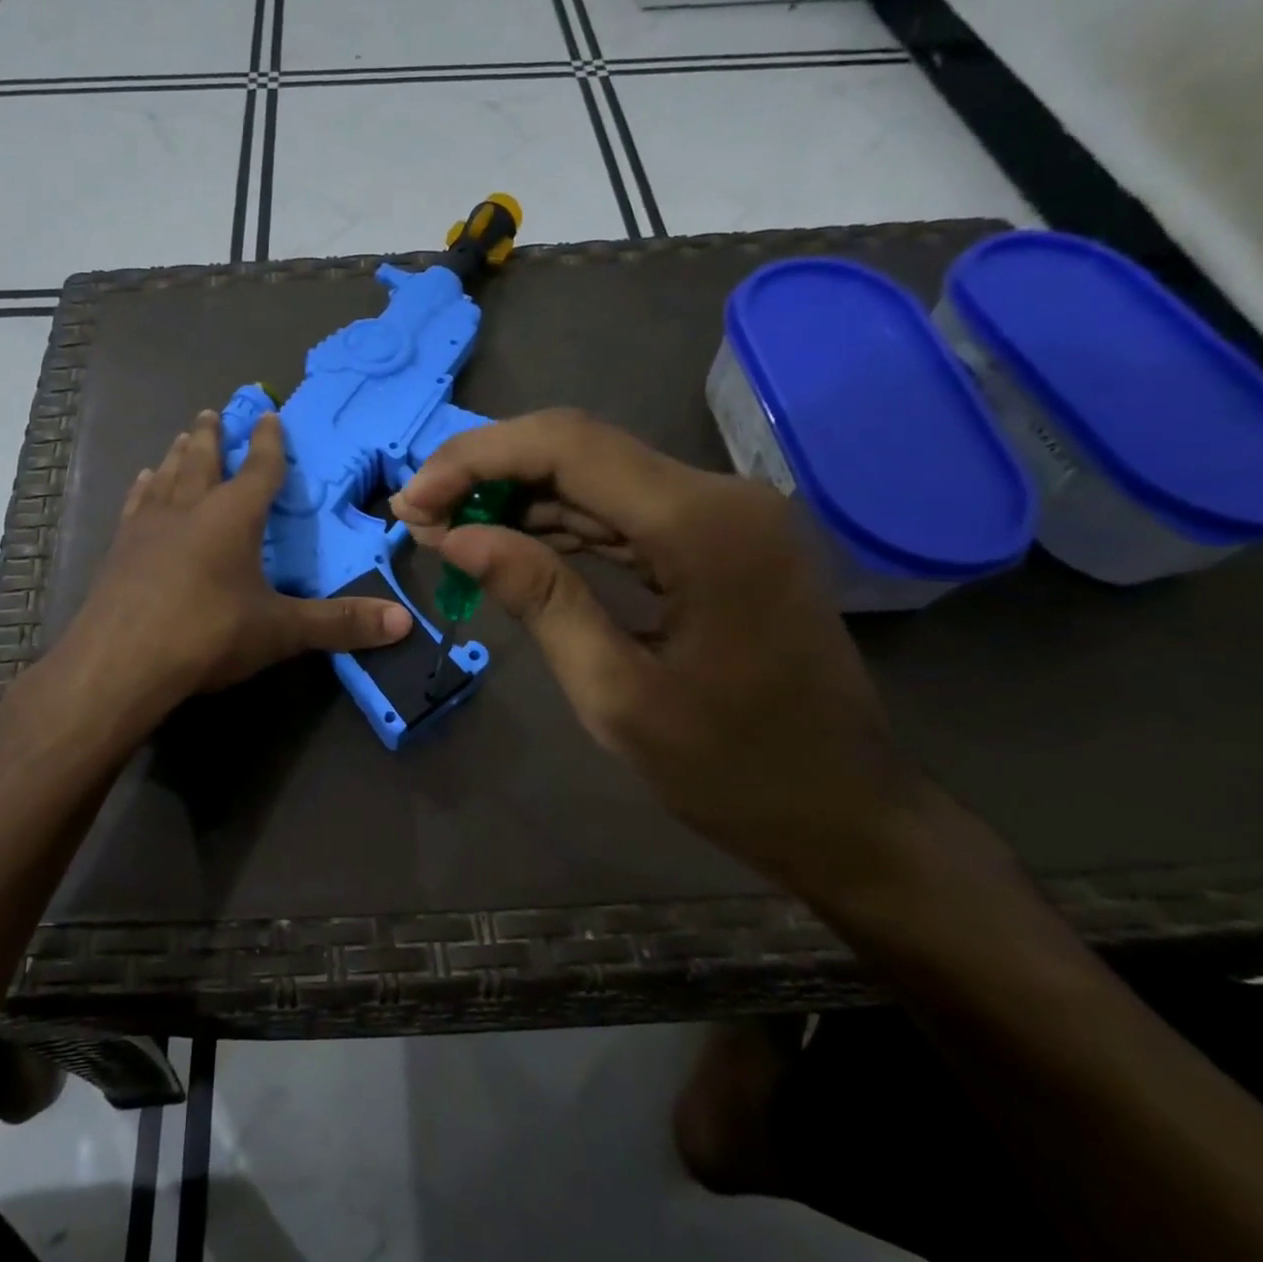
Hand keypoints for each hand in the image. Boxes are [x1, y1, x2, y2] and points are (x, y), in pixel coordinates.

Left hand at [62, 410, 411, 707]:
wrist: (119, 662)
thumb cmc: (206, 635)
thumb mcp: (279, 631)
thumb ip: (339, 624)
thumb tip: (403, 623)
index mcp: (233, 517)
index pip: (259, 469)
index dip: (268, 443)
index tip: (268, 415)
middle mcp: (189, 508)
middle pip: (204, 460)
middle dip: (213, 436)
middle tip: (213, 411)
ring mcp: (148, 526)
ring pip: (167, 475)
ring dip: (179, 454)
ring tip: (183, 437)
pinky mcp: (118, 549)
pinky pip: (136, 504)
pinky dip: (144, 487)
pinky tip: (143, 481)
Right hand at [392, 409, 927, 901]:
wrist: (850, 814)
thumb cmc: (736, 771)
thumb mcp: (616, 694)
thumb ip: (538, 599)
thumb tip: (457, 535)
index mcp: (703, 526)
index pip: (567, 447)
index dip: (475, 461)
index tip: (412, 502)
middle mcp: (720, 496)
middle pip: (579, 448)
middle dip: (488, 472)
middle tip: (419, 515)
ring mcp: (724, 514)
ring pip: (596, 475)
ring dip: (517, 497)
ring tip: (449, 529)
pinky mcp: (719, 539)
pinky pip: (623, 510)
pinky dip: (560, 522)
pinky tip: (511, 544)